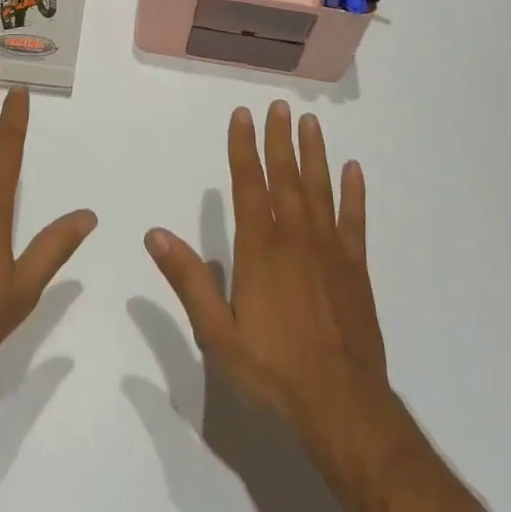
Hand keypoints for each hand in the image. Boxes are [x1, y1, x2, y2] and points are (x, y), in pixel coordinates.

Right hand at [145, 100, 391, 449]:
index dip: (244, 147)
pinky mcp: (355, 268)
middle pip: (286, 177)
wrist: (342, 405)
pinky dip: (354, 193)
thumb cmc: (273, 370)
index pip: (249, 185)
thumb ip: (189, 280)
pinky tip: (354, 170)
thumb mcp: (217, 333)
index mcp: (260, 249)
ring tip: (310, 123)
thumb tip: (155, 234)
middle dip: (279, 139)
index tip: (242, 115)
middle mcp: (295, 237)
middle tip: (279, 105)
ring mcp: (329, 250)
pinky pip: (354, 221)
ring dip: (314, 154)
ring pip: (320, 189)